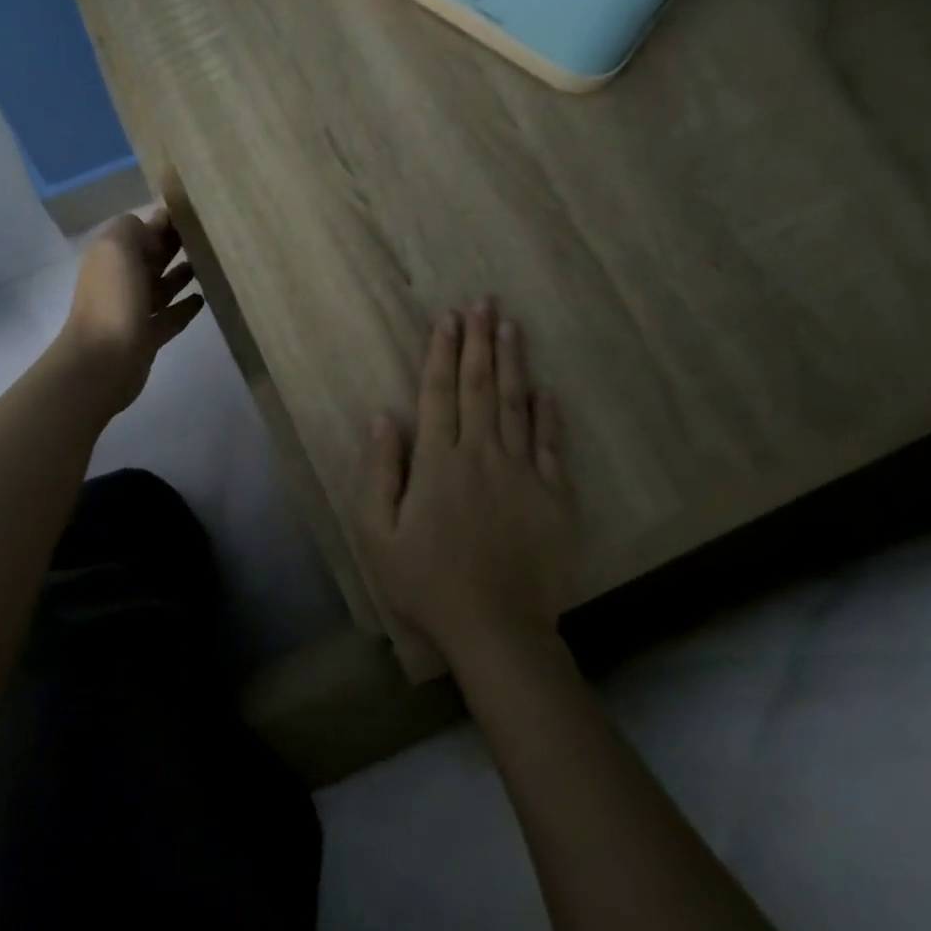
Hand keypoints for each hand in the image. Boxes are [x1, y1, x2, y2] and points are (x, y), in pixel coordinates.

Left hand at [57, 205, 205, 415]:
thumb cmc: (113, 299)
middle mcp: (121, 279)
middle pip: (151, 257)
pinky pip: (170, 317)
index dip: (163, 220)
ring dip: (182, 275)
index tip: (196, 212)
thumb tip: (154, 225)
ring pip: (161, 286)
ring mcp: (133, 310)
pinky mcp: (147, 336)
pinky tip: (203, 299)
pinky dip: (184, 307)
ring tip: (210, 264)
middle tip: (210, 236)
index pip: (140, 230)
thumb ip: (134, 228)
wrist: (103, 360)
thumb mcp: (117, 247)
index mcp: (112, 256)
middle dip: (174, 245)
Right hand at [361, 299, 570, 662]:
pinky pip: (550, 445)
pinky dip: (548, 414)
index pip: (439, 393)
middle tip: (482, 302)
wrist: (496, 628)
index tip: (447, 318)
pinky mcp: (553, 496)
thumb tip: (383, 418)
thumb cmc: (427, 582)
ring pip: (516, 405)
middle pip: (480, 387)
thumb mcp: (377, 533)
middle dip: (478, 341)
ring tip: (510, 326)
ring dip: (512, 363)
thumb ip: (380, 472)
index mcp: (437, 462)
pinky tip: (546, 389)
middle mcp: (480, 455)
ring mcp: (521, 473)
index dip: (442, 353)